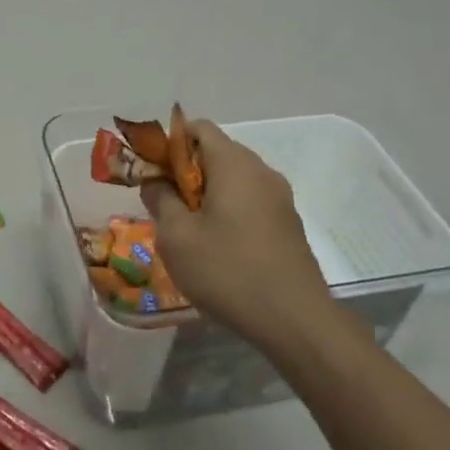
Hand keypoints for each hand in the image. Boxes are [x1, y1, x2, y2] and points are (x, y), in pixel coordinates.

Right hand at [139, 120, 333, 344]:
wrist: (297, 322)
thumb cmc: (228, 271)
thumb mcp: (177, 237)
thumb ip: (160, 200)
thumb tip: (155, 181)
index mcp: (234, 164)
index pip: (198, 128)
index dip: (169, 142)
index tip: (152, 172)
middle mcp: (261, 171)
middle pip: (216, 152)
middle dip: (185, 171)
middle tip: (163, 202)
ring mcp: (280, 198)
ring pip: (233, 179)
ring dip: (205, 193)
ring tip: (186, 228)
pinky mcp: (288, 224)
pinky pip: (249, 201)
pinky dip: (227, 210)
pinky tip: (216, 246)